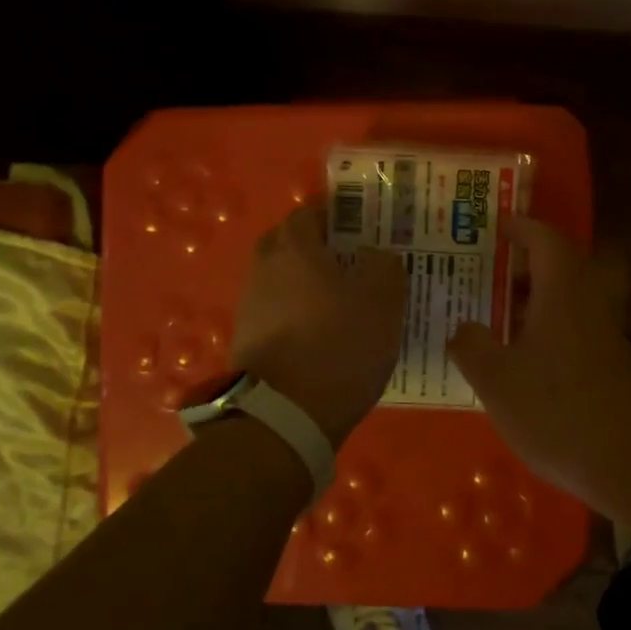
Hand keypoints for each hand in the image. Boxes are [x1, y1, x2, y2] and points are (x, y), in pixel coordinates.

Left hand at [229, 203, 406, 446]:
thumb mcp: (382, 299)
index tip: (359, 227)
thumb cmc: (338, 344)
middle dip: (313, 247)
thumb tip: (373, 254)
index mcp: (294, 248)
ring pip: (279, 280)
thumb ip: (383, 265)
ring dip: (303, 283)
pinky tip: (321, 334)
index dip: (333, 215)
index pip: (307, 213)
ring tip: (340, 302)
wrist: (284, 415)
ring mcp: (250, 307)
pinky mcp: (247, 342)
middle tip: (348, 261)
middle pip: (286, 244)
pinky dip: (295, 315)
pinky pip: (276, 313)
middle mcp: (264, 269)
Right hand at [447, 216, 630, 503]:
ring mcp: (601, 334)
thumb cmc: (559, 411)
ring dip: (528, 298)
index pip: (543, 239)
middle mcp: (585, 303)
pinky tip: (516, 356)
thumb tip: (462, 327)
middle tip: (479, 269)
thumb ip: (471, 346)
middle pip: (555, 266)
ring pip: (562, 299)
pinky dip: (541, 327)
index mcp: (561, 291)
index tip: (491, 226)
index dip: (518, 227)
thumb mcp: (497, 380)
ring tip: (488, 311)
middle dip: (518, 263)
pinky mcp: (607, 363)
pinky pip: (568, 326)